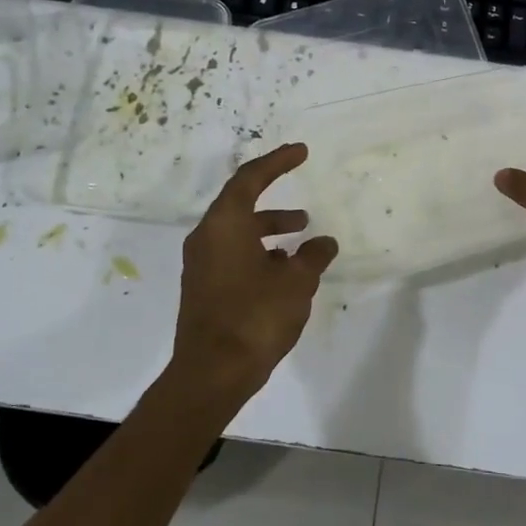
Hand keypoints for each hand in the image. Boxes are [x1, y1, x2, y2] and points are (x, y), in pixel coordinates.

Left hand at [169, 143, 337, 402]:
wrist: (212, 373)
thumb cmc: (255, 317)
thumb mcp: (296, 282)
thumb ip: (312, 257)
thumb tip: (324, 243)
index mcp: (224, 225)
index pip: (250, 179)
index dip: (277, 162)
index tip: (301, 152)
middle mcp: (207, 238)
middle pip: (241, 206)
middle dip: (276, 206)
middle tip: (306, 214)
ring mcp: (202, 266)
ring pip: (239, 235)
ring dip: (270, 234)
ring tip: (302, 243)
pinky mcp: (204, 289)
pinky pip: (233, 257)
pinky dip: (260, 255)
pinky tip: (284, 273)